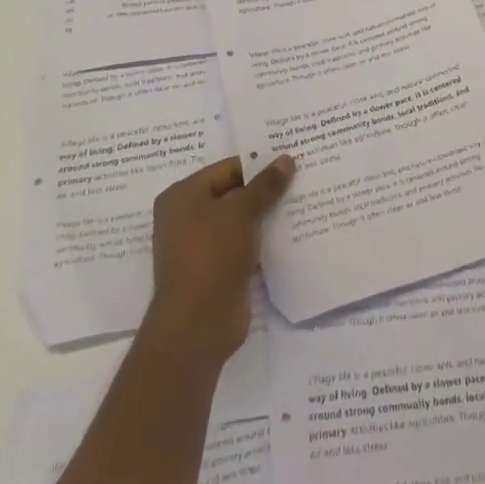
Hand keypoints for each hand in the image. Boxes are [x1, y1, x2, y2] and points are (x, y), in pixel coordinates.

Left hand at [145, 155, 294, 366]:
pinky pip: (243, 245)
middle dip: (264, 191)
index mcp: (182, 195)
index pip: (227, 168)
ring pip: (240, 222)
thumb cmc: (212, 255)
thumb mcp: (242, 212)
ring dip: (265, 216)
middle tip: (301, 180)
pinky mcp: (215, 271)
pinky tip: (290, 235)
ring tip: (302, 203)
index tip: (291, 162)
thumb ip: (265, 185)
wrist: (198, 324)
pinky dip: (262, 240)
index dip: (259, 164)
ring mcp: (200, 246)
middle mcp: (186, 217)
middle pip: (233, 194)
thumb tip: (287, 159)